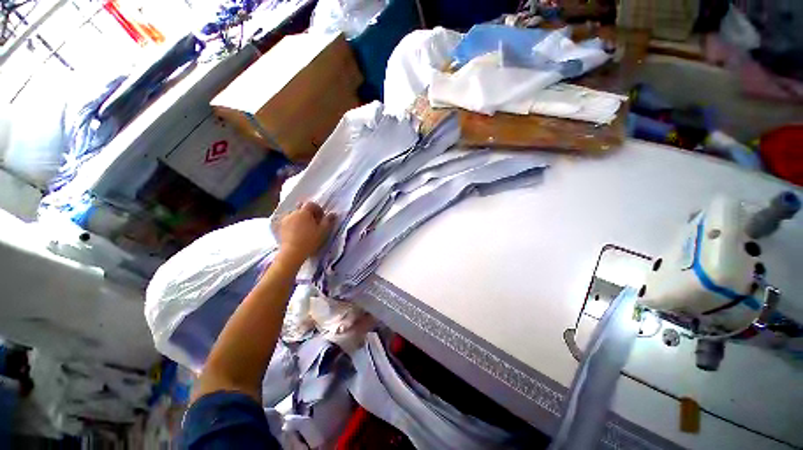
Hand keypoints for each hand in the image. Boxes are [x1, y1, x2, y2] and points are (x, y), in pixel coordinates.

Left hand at [278, 201, 335, 264]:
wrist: (292, 253)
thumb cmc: (310, 240)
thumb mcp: (323, 231)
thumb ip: (328, 220)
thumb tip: (333, 214)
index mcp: (304, 212)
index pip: (311, 204)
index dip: (318, 209)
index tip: (321, 217)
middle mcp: (293, 213)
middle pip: (302, 208)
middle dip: (308, 213)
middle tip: (314, 222)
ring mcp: (285, 220)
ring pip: (295, 214)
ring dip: (301, 218)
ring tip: (305, 228)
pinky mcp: (280, 227)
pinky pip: (289, 221)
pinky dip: (294, 223)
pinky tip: (297, 232)